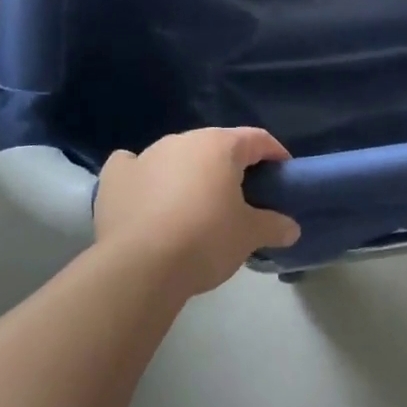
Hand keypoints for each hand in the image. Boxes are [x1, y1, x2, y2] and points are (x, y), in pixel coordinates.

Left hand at [94, 127, 300, 294]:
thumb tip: (291, 228)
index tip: (282, 174)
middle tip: (243, 196)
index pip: (257, 139)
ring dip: (189, 172)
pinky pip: (133, 167)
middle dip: (231, 165)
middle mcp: (182, 140)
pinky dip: (143, 176)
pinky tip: (146, 194)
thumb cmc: (205, 240)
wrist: (140, 267)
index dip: (274, 153)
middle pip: (215, 145)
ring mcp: (145, 155)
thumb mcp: (249, 235)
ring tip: (196, 204)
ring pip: (176, 155)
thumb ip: (274, 225)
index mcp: (219, 146)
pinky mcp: (115, 177)